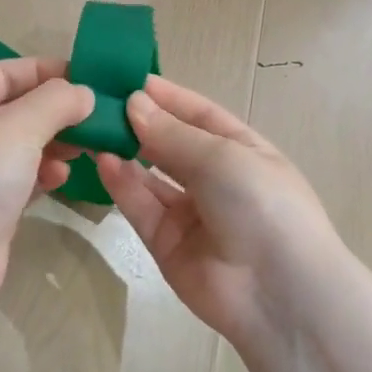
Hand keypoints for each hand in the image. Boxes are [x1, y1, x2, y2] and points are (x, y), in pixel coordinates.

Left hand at [0, 57, 94, 316]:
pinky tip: (63, 179)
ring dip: (55, 144)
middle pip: (15, 110)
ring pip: (21, 148)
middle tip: (99, 117)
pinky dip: (44, 176)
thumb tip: (83, 93)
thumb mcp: (17, 127)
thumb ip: (55, 102)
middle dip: (56, 111)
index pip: (4, 73)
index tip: (90, 77)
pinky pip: (22, 182)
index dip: (46, 71)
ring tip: (87, 147)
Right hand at [94, 77, 343, 348]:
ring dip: (125, 152)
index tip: (127, 79)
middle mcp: (215, 179)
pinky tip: (102, 160)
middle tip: (98, 102)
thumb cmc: (261, 204)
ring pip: (150, 176)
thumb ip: (172, 134)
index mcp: (242, 151)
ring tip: (93, 128)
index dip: (166, 97)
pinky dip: (121, 184)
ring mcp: (190, 213)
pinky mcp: (166, 243)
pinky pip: (140, 207)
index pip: (198, 115)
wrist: (279, 293)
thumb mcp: (222, 157)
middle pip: (170, 144)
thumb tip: (133, 103)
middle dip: (139, 123)